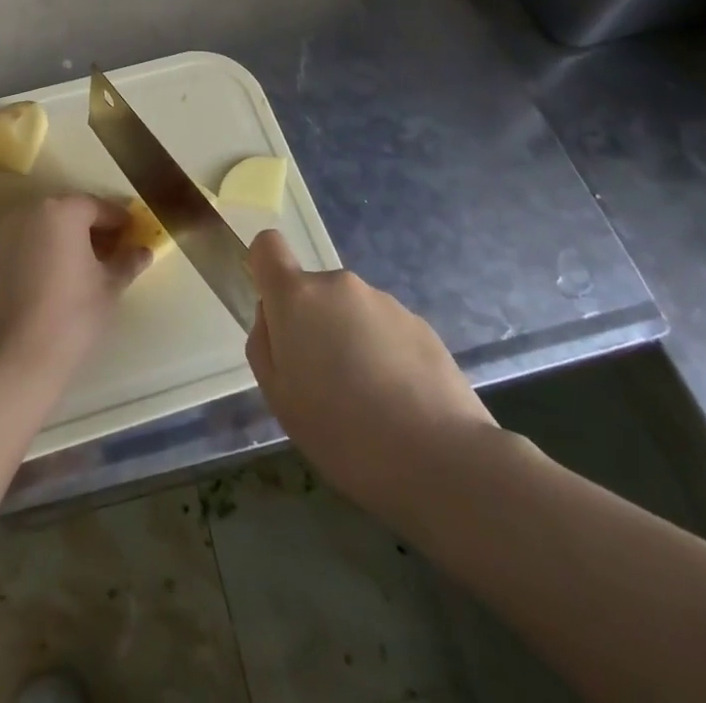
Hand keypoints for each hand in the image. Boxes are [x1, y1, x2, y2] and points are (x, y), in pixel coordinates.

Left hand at [0, 195, 150, 383]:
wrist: (15, 358)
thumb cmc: (72, 315)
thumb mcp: (109, 287)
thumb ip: (127, 262)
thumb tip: (143, 251)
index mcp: (63, 211)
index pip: (98, 206)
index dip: (119, 220)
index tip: (134, 233)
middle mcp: (32, 212)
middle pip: (70, 212)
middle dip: (94, 228)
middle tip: (115, 250)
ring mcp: (8, 233)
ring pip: (48, 227)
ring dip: (70, 239)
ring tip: (91, 265)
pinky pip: (30, 243)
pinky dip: (48, 250)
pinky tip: (63, 276)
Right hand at [246, 229, 496, 517]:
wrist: (440, 459)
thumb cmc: (341, 431)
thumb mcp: (278, 397)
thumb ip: (265, 344)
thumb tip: (273, 317)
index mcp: (298, 297)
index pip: (268, 246)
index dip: (265, 269)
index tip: (274, 311)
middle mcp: (339, 285)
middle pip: (312, 291)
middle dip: (312, 324)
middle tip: (324, 383)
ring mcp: (384, 301)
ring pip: (350, 312)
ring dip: (350, 340)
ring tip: (367, 400)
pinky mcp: (420, 324)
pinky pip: (385, 330)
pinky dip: (383, 355)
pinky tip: (398, 403)